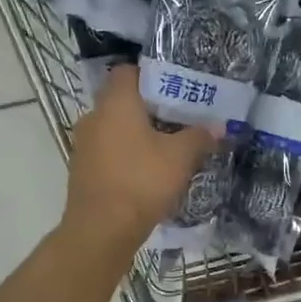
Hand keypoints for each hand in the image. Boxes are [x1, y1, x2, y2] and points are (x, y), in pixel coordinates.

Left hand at [63, 65, 217, 252]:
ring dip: (136, 136)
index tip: (175, 90)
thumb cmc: (141, 182)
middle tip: (178, 121)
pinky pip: (107, 153)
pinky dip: (125, 157)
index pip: (128, 72)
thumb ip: (199, 137)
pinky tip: (146, 173)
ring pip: (114, 129)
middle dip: (149, 110)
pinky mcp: (81, 171)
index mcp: (115, 102)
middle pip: (122, 102)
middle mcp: (93, 116)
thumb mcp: (180, 158)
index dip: (152, 76)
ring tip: (165, 149)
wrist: (101, 230)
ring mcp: (83, 145)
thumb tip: (218, 127)